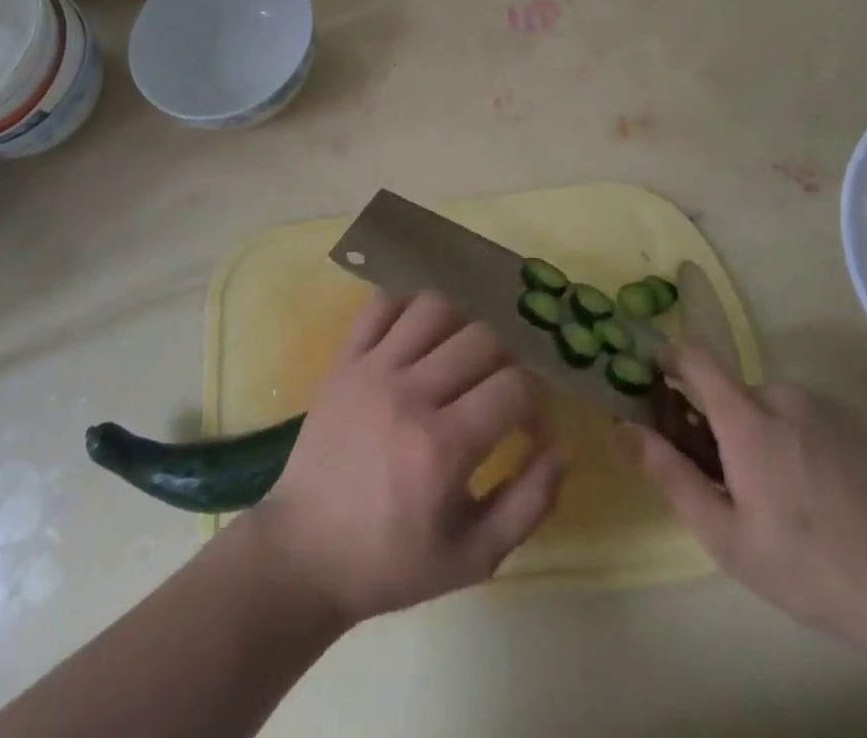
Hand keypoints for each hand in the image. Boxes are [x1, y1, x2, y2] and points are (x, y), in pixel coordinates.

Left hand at [251, 291, 566, 624]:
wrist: (304, 552)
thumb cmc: (391, 562)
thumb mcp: (473, 558)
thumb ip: (528, 504)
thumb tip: (562, 449)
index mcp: (443, 448)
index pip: (515, 387)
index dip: (538, 401)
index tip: (530, 425)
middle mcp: (409, 394)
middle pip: (482, 338)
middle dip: (505, 363)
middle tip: (497, 393)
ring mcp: (372, 369)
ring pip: (435, 307)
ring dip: (461, 326)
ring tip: (458, 359)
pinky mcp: (344, 359)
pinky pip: (381, 304)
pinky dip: (408, 308)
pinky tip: (418, 337)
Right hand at [633, 343, 866, 684]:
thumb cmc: (811, 569)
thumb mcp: (726, 538)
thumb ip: (669, 474)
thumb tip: (622, 427)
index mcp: (747, 418)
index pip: (694, 354)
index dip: (670, 357)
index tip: (660, 382)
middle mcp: (784, 395)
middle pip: (735, 394)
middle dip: (726, 426)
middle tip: (739, 484)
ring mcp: (829, 406)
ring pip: (776, 408)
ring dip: (768, 436)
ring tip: (792, 499)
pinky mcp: (865, 422)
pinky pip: (814, 418)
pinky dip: (806, 442)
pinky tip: (830, 496)